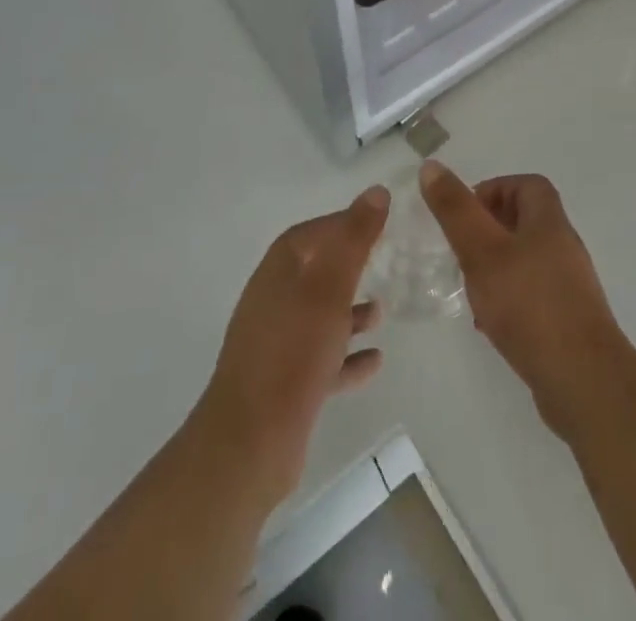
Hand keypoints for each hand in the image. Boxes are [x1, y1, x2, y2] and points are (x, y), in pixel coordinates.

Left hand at [191, 185, 389, 505]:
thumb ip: (354, 239)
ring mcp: (276, 346)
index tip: (377, 223)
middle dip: (349, 267)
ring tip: (382, 312)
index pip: (310, 234)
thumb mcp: (330, 288)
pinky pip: (322, 360)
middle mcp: (273, 302)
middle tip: (385, 262)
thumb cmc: (293, 352)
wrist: (250, 443)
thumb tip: (375, 192)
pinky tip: (375, 361)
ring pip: (318, 317)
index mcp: (278, 273)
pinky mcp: (284, 385)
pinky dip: (347, 356)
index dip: (342, 224)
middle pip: (315, 273)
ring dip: (349, 312)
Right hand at [419, 162, 633, 434]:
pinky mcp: (567, 320)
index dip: (495, 189)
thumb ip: (456, 210)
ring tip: (469, 286)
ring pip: (526, 260)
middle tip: (460, 249)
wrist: (583, 381)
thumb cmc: (529, 304)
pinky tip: (488, 324)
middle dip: (489, 229)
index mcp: (549, 222)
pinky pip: (532, 295)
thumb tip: (432, 165)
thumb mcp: (482, 251)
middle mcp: (563, 246)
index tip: (465, 214)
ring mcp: (569, 286)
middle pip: (525, 221)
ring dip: (495, 266)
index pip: (526, 185)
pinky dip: (508, 298)